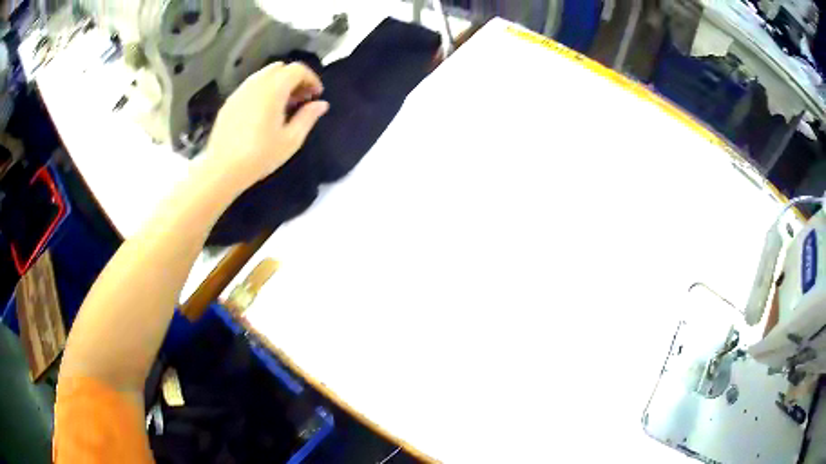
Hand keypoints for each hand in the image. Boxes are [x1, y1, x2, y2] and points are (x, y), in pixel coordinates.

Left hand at [205, 62, 328, 187]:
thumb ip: (308, 117)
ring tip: (283, 106)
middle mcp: (255, 84)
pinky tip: (264, 113)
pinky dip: (262, 91)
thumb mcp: (291, 140)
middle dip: (294, 78)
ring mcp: (240, 92)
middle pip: (280, 68)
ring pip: (263, 75)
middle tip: (301, 98)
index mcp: (273, 89)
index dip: (311, 79)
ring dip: (277, 84)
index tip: (316, 95)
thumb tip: (321, 104)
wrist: (222, 170)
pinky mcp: (229, 103)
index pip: (297, 69)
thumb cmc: (259, 156)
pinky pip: (250, 87)